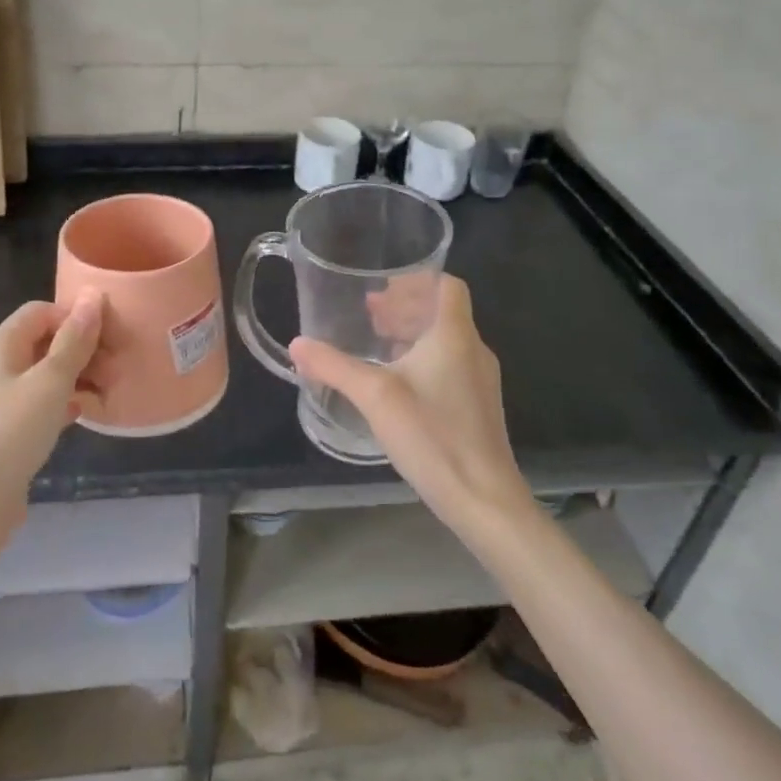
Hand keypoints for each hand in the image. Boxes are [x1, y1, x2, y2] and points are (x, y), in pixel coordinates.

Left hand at [0, 294, 102, 551]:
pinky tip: (84, 415)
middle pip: (46, 341)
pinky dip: (65, 403)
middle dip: (84, 349)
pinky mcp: (4, 433)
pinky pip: (40, 404)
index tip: (112, 338)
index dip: (77, 318)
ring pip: (46, 375)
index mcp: (1, 345)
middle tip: (117, 370)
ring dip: (78, 377)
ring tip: (108, 393)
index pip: (43, 312)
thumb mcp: (49, 382)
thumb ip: (74, 340)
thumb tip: (93, 296)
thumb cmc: (7, 434)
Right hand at [289, 275, 531, 537]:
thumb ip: (334, 366)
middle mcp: (473, 350)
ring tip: (378, 343)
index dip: (416, 280)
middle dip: (406, 307)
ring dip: (413, 333)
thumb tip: (297, 344)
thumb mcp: (375, 396)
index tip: (383, 288)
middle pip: (442, 311)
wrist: (484, 499)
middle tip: (370, 314)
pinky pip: (450, 364)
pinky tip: (397, 383)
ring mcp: (480, 380)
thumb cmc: (433, 435)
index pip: (447, 285)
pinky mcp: (478, 407)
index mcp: (455, 335)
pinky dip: (423, 358)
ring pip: (446, 339)